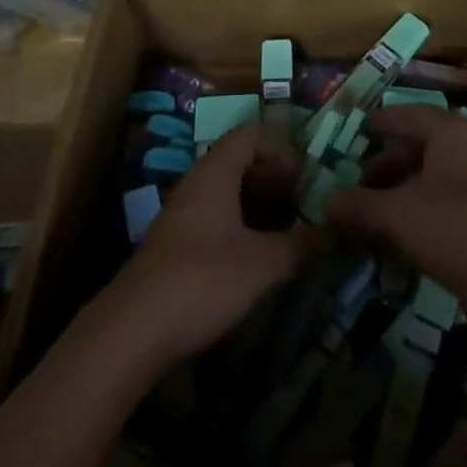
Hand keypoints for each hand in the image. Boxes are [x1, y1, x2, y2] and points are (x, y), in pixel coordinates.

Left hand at [106, 124, 315, 365]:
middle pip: (241, 161)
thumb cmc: (201, 281)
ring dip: (261, 204)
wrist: (131, 332)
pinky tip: (259, 257)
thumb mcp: (260, 265)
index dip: (282, 147)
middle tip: (306, 203)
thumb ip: (299, 246)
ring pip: (229, 192)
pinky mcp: (177, 245)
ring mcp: (184, 214)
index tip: (307, 175)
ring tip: (290, 230)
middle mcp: (198, 183)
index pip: (251, 134)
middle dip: (276, 177)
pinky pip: (217, 217)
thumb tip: (335, 233)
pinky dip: (243, 225)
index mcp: (216, 172)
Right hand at [325, 106, 466, 306]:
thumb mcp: (397, 214)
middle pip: (420, 146)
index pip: (409, 114)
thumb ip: (359, 205)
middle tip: (358, 178)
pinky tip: (396, 234)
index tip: (358, 128)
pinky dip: (418, 210)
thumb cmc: (454, 229)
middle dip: (387, 162)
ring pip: (431, 176)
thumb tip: (325, 201)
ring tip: (371, 210)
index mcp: (451, 132)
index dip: (381, 121)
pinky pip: (443, 201)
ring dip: (400, 189)